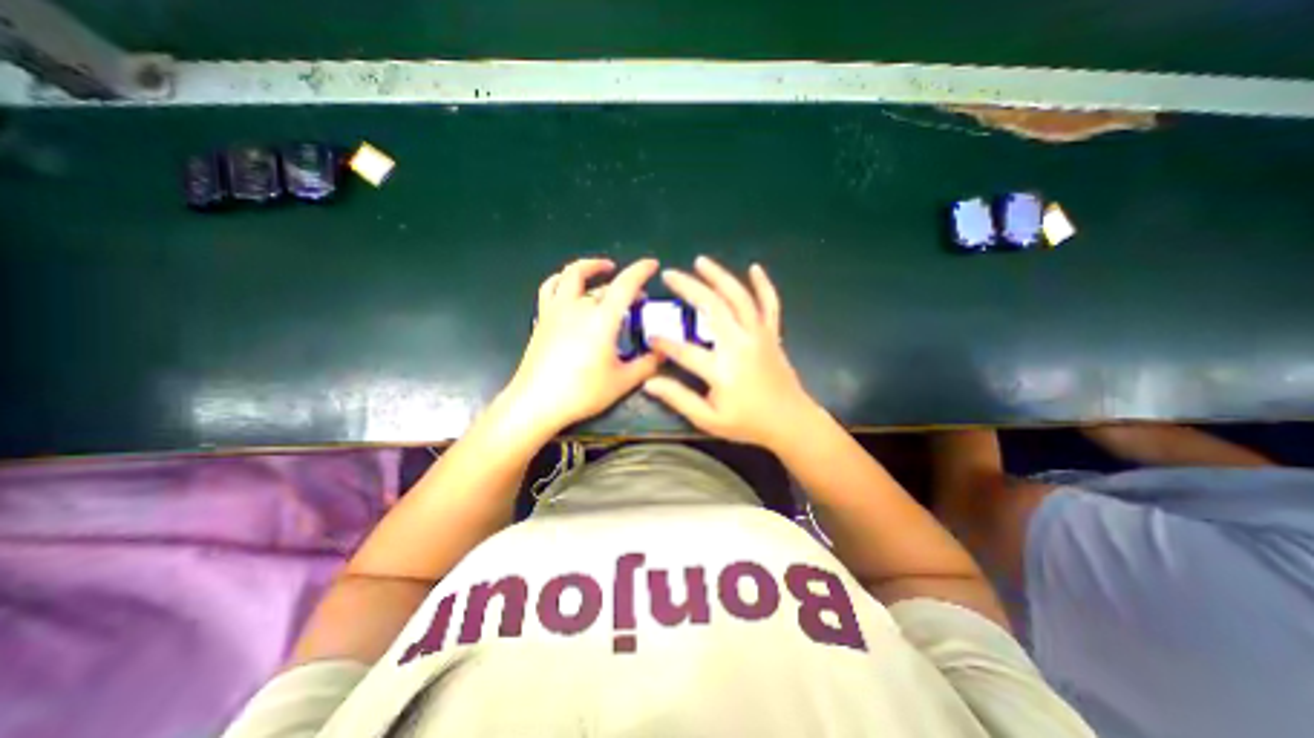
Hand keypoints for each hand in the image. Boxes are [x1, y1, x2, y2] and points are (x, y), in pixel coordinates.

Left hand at [504, 258, 668, 434]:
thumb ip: (647, 365)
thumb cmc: (582, 392)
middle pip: (602, 283)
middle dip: (623, 283)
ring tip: (601, 270)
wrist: (536, 402)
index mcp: (601, 319)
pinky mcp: (542, 319)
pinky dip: (562, 281)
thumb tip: (663, 352)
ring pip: (570, 276)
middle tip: (636, 295)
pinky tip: (568, 288)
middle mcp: (578, 307)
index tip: (652, 264)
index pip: (625, 284)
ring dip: (588, 268)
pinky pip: (550, 289)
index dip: (641, 270)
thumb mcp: (622, 381)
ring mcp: (556, 311)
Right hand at [644, 253, 816, 448]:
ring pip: (739, 297)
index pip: (684, 350)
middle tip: (669, 274)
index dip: (663, 342)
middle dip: (688, 287)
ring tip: (701, 261)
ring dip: (719, 276)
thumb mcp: (709, 419)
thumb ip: (679, 399)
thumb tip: (649, 383)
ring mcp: (759, 335)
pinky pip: (770, 304)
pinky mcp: (772, 334)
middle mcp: (740, 344)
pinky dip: (764, 285)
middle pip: (712, 307)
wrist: (791, 422)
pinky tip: (755, 268)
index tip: (649, 336)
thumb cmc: (748, 423)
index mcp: (722, 369)